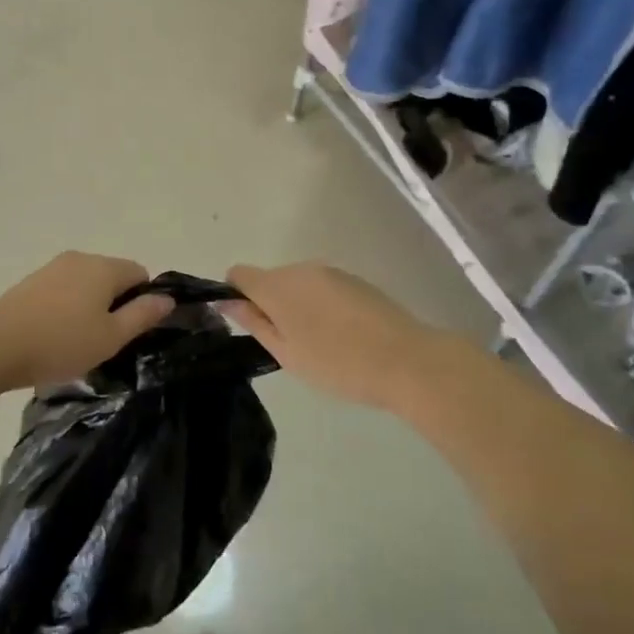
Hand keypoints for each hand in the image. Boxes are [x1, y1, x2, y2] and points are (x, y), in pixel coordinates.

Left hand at [0, 252, 175, 391]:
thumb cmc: (61, 342)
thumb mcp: (111, 337)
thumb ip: (142, 315)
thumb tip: (167, 298)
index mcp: (104, 267)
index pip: (140, 274)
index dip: (142, 301)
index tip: (130, 331)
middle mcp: (81, 258)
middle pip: (112, 276)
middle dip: (115, 304)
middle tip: (105, 341)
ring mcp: (53, 267)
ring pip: (86, 283)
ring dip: (90, 306)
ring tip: (77, 341)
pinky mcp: (32, 280)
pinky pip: (64, 289)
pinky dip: (67, 307)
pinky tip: (55, 334)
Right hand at [223, 262, 441, 410]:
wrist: (406, 360)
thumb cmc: (338, 364)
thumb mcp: (287, 353)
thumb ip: (254, 323)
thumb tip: (228, 301)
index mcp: (277, 285)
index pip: (239, 274)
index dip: (237, 296)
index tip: (251, 324)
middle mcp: (301, 269)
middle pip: (270, 279)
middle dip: (271, 304)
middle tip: (289, 344)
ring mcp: (331, 272)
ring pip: (298, 284)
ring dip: (299, 305)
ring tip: (320, 343)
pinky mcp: (355, 279)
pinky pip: (324, 287)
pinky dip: (323, 305)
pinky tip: (343, 334)